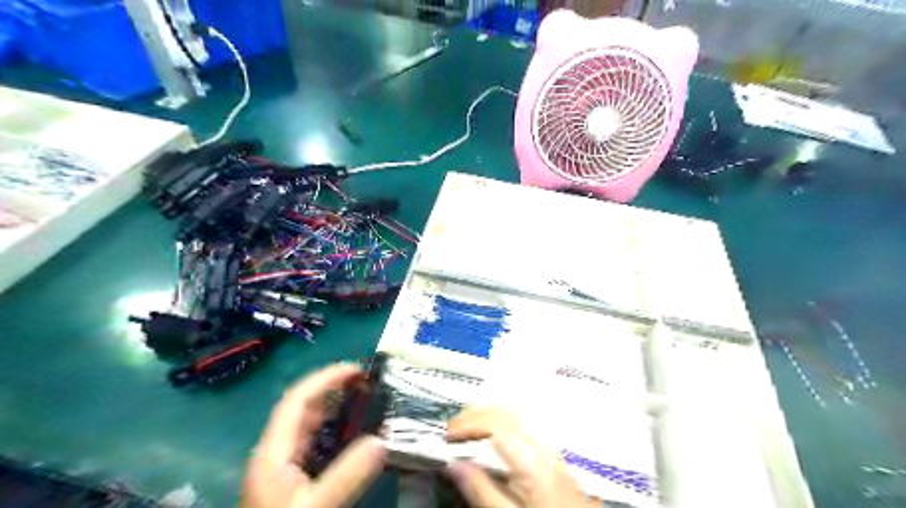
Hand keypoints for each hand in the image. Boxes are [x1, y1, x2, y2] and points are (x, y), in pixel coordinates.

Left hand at [241, 365, 385, 506]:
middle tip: (368, 380)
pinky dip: (335, 427)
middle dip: (333, 387)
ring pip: (308, 423)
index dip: (325, 379)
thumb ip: (347, 476)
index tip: (356, 370)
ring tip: (365, 396)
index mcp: (273, 451)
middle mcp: (275, 450)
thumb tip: (382, 440)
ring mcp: (282, 464)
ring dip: (334, 405)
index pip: (297, 400)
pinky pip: (315, 440)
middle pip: (302, 407)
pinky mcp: (291, 477)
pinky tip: (353, 430)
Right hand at [445, 407, 598, 506]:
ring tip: (466, 428)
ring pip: (514, 414)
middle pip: (504, 411)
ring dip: (486, 415)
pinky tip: (491, 435)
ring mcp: (547, 444)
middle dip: (474, 414)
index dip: (466, 424)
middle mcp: (540, 442)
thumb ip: (481, 490)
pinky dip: (500, 422)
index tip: (446, 436)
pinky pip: (521, 424)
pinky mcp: (551, 452)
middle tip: (451, 428)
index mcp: (529, 456)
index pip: (493, 423)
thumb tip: (452, 463)